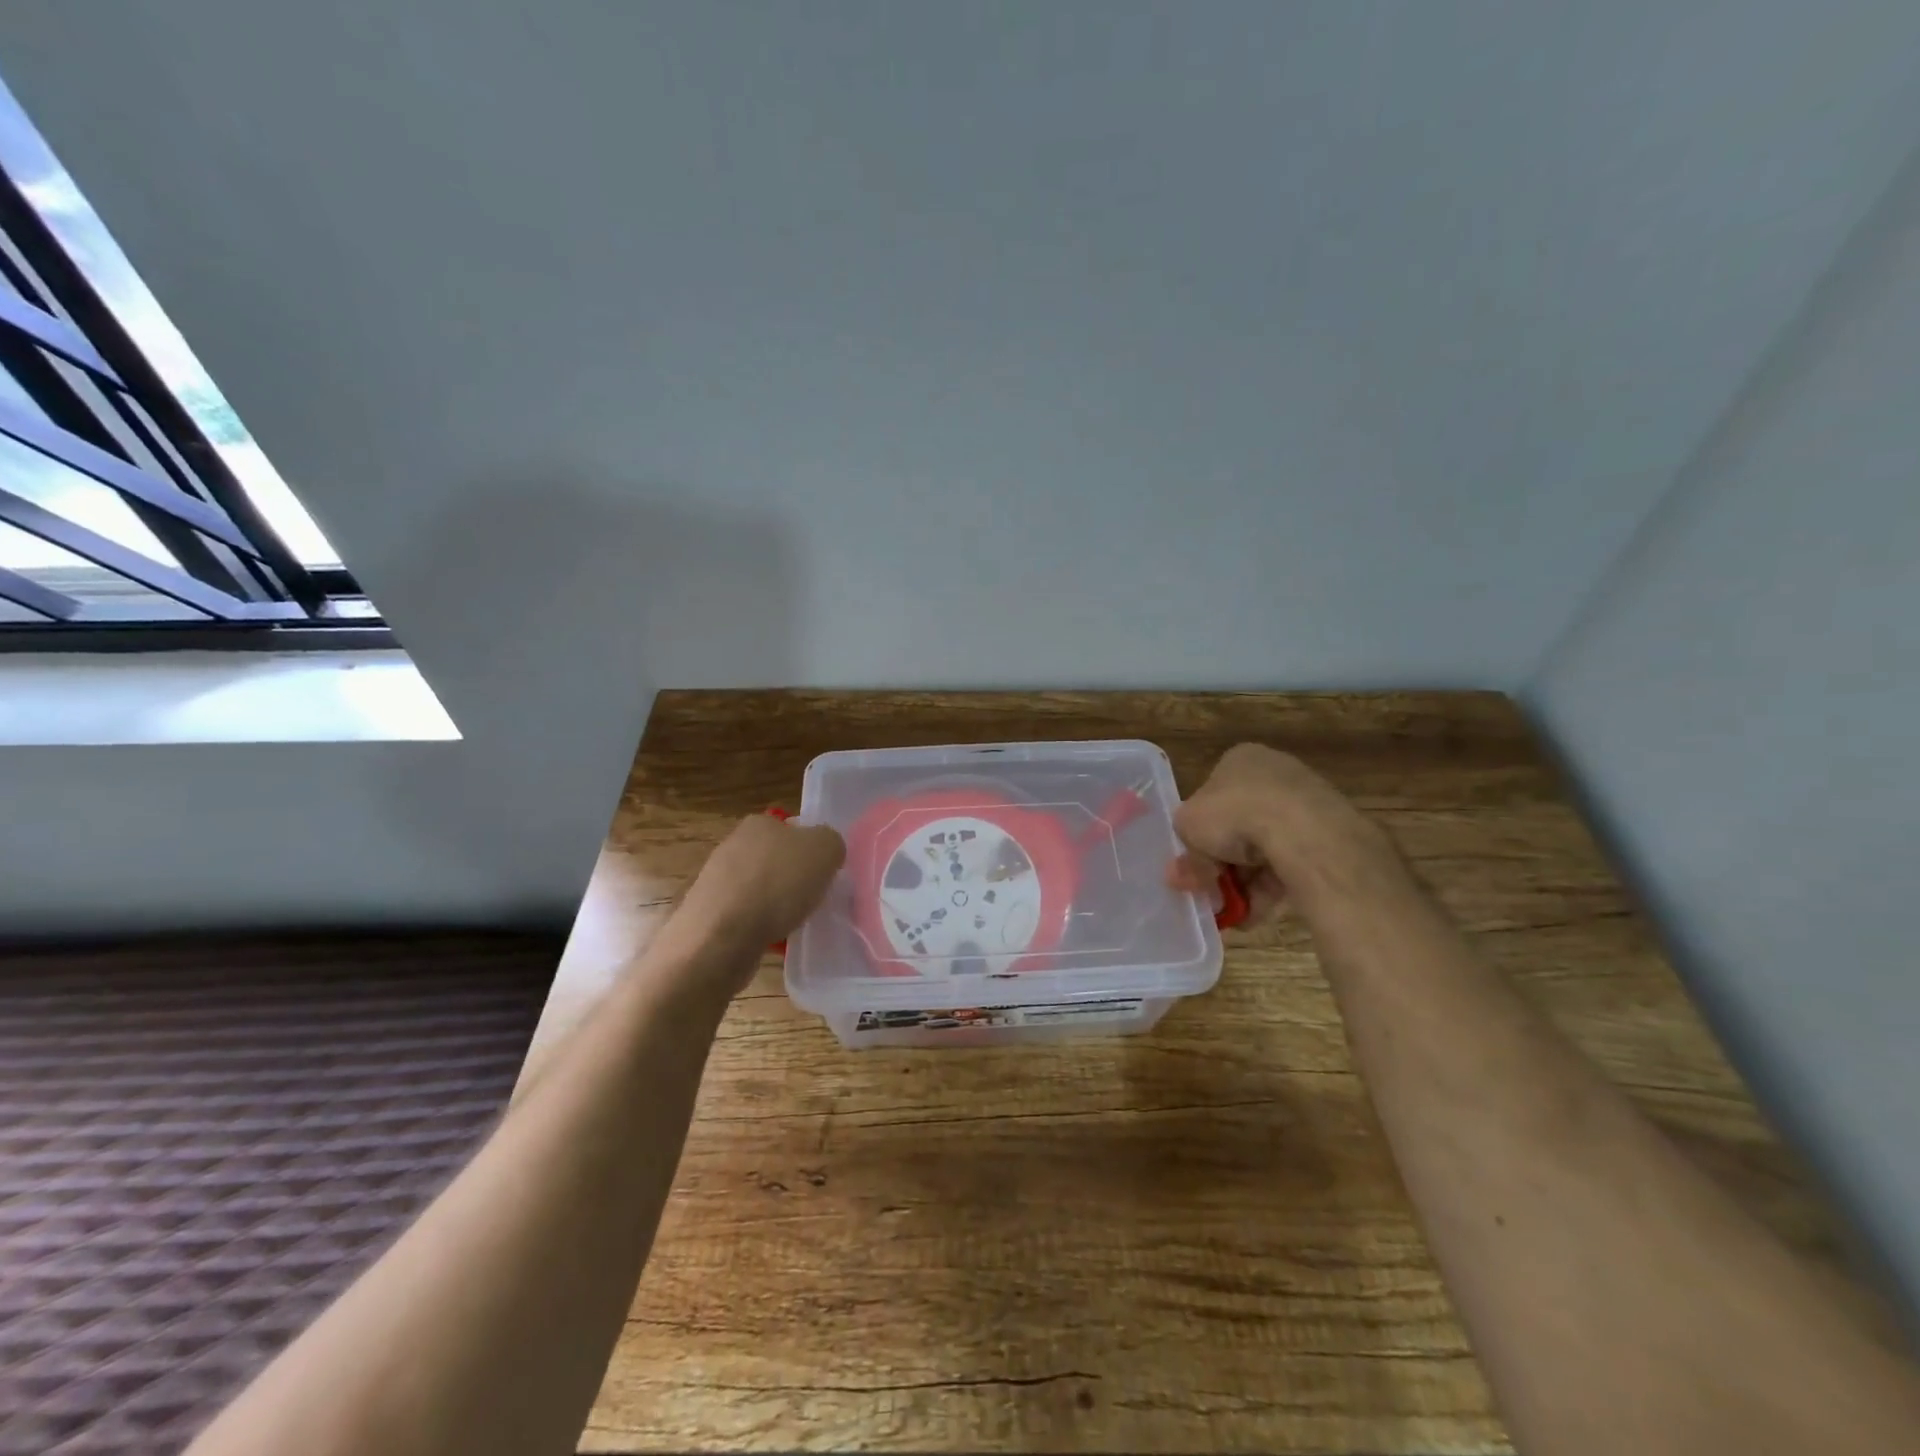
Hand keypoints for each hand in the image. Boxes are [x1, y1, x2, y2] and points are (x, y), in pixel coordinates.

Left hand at [677, 814, 846, 955]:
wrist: (722, 937)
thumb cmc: (778, 884)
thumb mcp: (826, 849)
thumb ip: (831, 843)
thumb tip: (825, 852)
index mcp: (759, 823)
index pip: (792, 829)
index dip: (811, 850)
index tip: (823, 872)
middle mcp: (733, 845)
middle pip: (776, 860)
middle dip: (793, 878)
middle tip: (813, 898)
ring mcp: (716, 880)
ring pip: (760, 889)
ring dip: (777, 904)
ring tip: (795, 923)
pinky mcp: (709, 914)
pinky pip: (746, 916)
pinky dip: (761, 926)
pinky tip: (774, 941)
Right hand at [1168, 743, 1378, 914]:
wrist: (1301, 831)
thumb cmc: (1234, 812)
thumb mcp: (1188, 828)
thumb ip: (1186, 852)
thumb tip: (1180, 875)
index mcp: (1241, 760)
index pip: (1213, 794)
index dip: (1200, 829)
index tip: (1193, 858)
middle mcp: (1275, 775)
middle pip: (1239, 825)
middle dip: (1221, 862)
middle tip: (1206, 889)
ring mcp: (1305, 805)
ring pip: (1264, 849)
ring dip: (1243, 882)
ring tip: (1229, 911)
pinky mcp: (1327, 837)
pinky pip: (1289, 865)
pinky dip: (1270, 889)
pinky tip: (1253, 913)